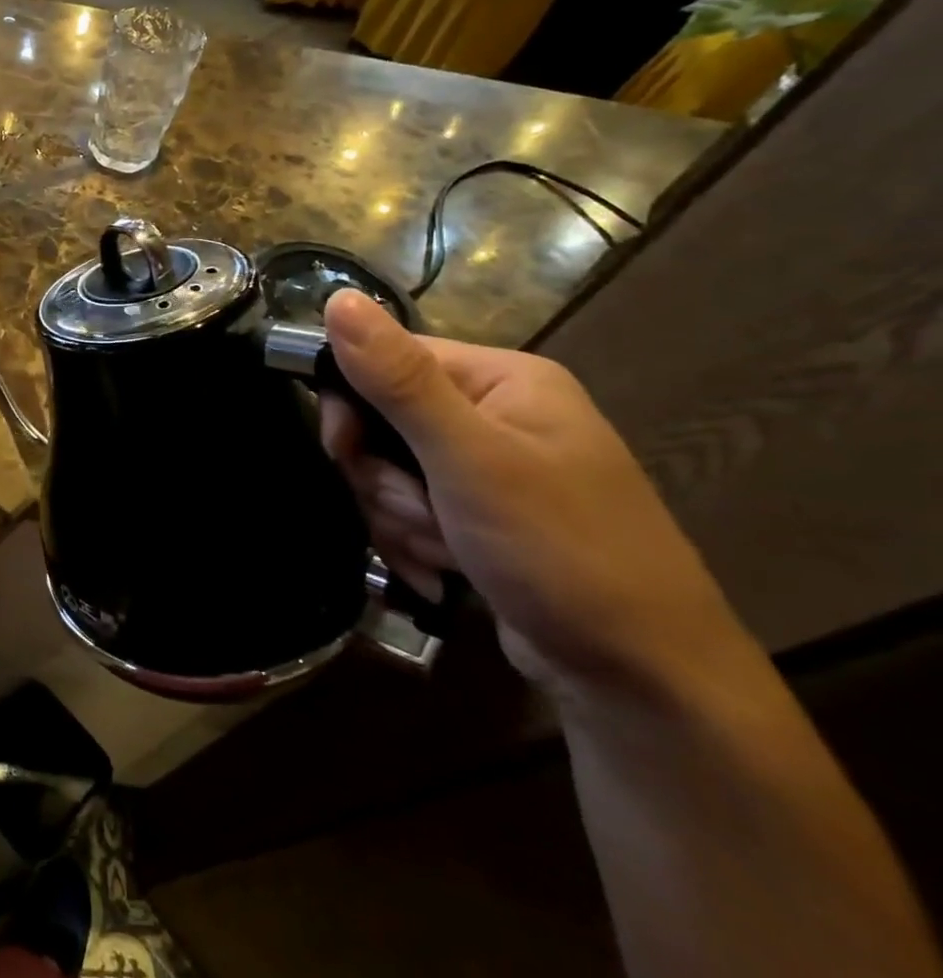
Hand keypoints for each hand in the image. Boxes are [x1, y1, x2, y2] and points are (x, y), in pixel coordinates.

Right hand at [319, 290, 742, 700]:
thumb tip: (338, 298)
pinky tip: (444, 570)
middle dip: (385, 477)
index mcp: (503, 380)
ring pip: (389, 473)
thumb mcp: (469, 458)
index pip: (389, 359)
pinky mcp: (478, 516)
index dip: (352, 402)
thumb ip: (399, 379)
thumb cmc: (559, 550)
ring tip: (446, 552)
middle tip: (419, 511)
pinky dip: (413, 541)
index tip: (344, 450)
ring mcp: (488, 469)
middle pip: (382, 422)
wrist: (639, 679)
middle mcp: (495, 415)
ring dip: (400, 517)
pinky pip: (410, 510)